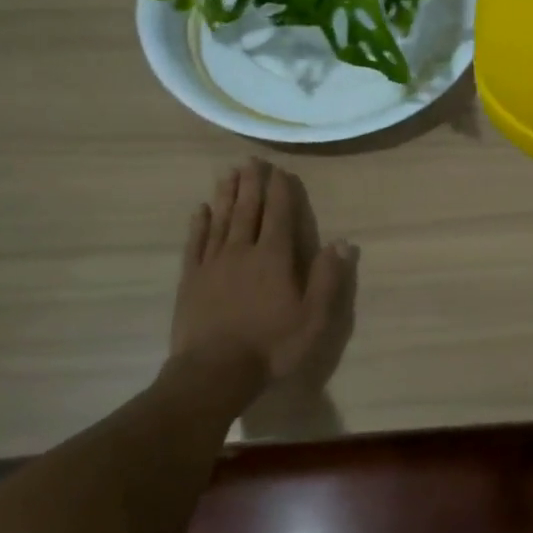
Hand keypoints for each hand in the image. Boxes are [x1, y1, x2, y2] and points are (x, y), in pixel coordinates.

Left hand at [171, 159, 357, 390]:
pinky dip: (199, 224)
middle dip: (251, 183)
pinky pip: (195, 244)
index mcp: (274, 258)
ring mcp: (213, 264)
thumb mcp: (313, 317)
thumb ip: (327, 277)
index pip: (279, 215)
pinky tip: (200, 210)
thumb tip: (341, 241)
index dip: (281, 191)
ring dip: (226, 195)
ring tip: (228, 173)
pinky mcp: (191, 280)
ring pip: (221, 220)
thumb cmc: (271, 346)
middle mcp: (242, 251)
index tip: (280, 170)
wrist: (214, 372)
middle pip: (248, 210)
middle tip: (251, 160)